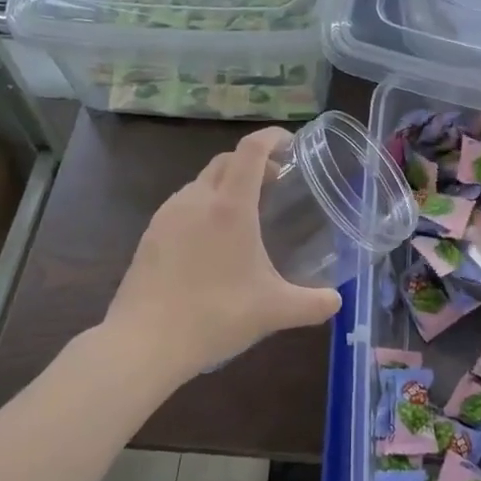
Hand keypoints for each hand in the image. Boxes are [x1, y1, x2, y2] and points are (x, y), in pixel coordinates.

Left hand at [105, 127, 342, 378]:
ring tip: (245, 213)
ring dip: (226, 184)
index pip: (251, 150)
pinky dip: (204, 206)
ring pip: (201, 182)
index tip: (291, 143)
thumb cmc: (215, 316)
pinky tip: (211, 242)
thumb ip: (312, 304)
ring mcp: (167, 215)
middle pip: (226, 160)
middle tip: (276, 182)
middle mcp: (196, 199)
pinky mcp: (149, 235)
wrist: (143, 343)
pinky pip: (183, 205)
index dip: (272, 137)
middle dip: (253, 162)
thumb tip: (337, 301)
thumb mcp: (273, 311)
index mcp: (230, 206)